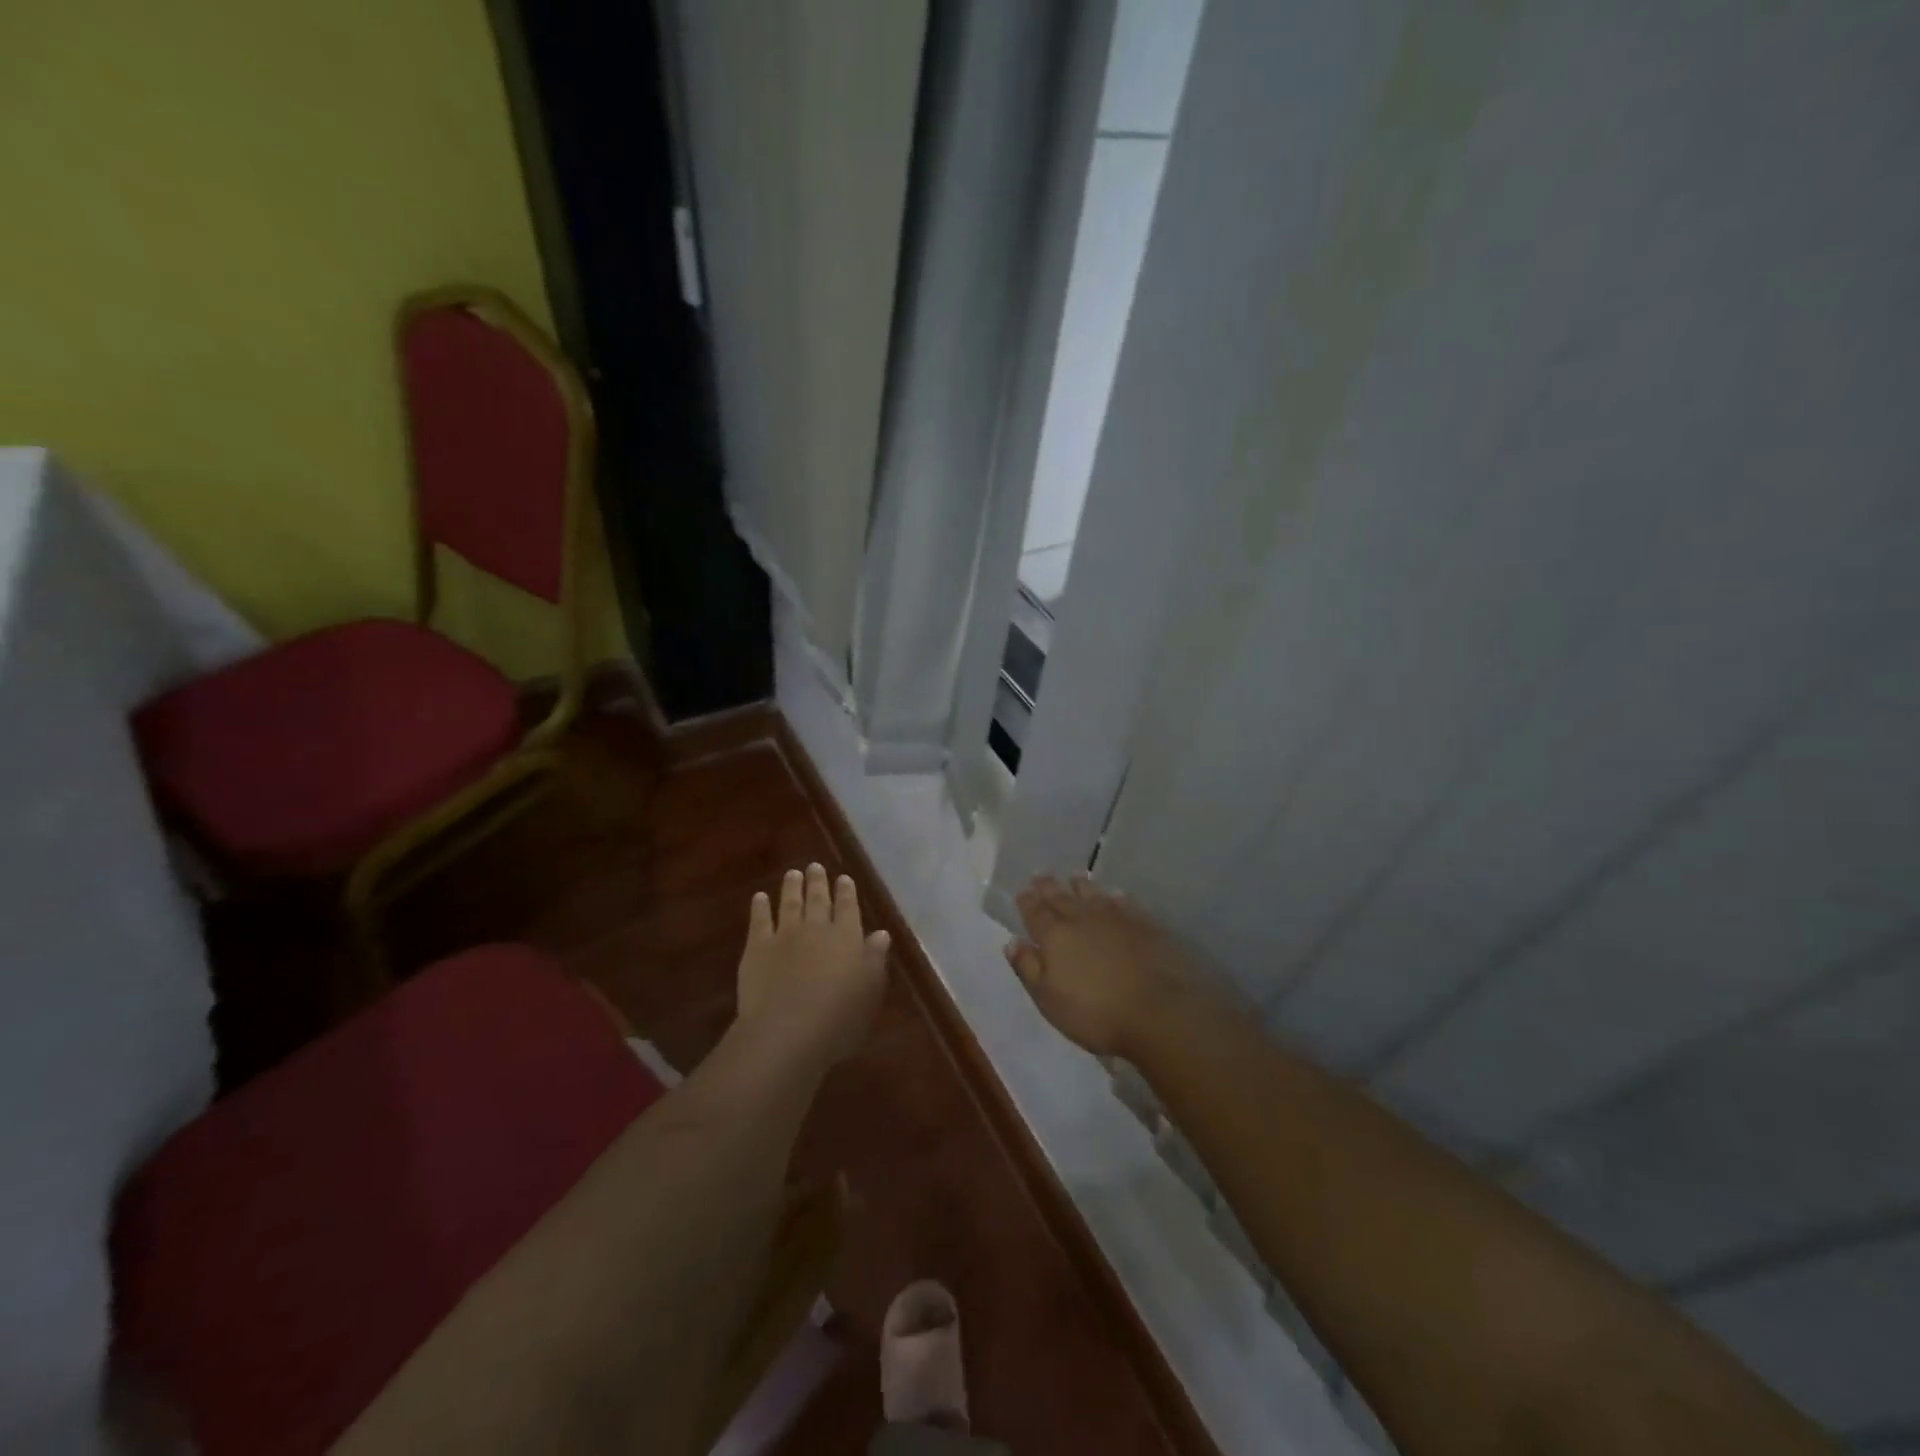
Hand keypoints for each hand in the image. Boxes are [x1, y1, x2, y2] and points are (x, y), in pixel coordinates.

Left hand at [737, 863, 889, 1063]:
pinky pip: (759, 920)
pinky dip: (760, 907)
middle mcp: (817, 928)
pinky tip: (760, 897)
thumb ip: (875, 959)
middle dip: (818, 882)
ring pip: (789, 903)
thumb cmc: (839, 1017)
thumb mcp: (870, 991)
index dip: (846, 892)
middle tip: (815, 866)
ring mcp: (785, 935)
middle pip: (818, 900)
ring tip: (792, 873)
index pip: (848, 908)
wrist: (787, 1030)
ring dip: (791, 887)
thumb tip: (881, 934)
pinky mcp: (757, 948)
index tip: (844, 878)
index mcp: (847, 937)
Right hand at [1006, 875, 1187, 1058]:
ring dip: (1081, 885)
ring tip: (1074, 876)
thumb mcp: (1049, 999)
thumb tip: (1012, 941)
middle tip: (1041, 874)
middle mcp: (1082, 919)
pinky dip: (1115, 897)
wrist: (1158, 1010)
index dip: (1027, 901)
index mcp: (1054, 936)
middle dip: (1049, 887)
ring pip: (1092, 895)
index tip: (1022, 891)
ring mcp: (1115, 918)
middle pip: (1061, 898)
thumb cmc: (1095, 1012)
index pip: (1035, 912)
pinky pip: (1123, 903)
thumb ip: (1028, 968)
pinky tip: (1114, 894)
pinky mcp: (1143, 924)